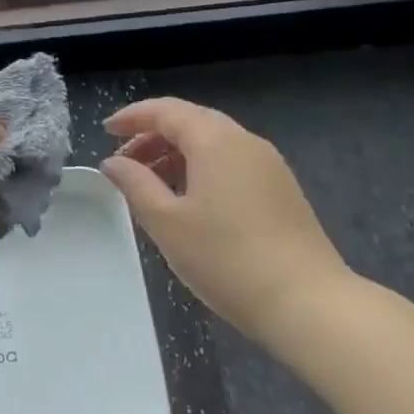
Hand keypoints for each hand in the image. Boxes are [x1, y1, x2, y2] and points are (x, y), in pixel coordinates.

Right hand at [100, 98, 352, 337]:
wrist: (307, 303)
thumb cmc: (226, 259)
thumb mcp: (166, 222)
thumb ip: (135, 185)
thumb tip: (113, 162)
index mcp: (216, 141)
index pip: (167, 111)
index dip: (133, 117)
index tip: (106, 131)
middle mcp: (245, 141)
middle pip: (192, 122)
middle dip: (153, 135)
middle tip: (124, 162)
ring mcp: (269, 165)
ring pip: (213, 143)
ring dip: (177, 154)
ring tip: (150, 184)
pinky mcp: (281, 189)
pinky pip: (231, 162)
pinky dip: (201, 168)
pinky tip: (188, 201)